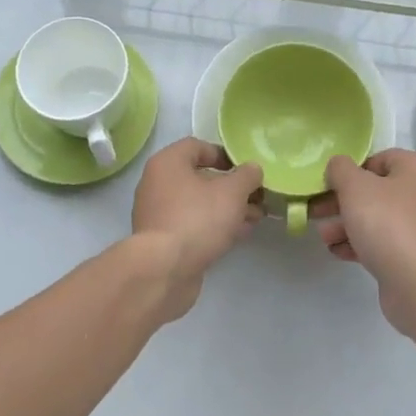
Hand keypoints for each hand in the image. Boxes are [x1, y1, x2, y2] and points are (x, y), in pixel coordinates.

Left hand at [130, 138, 264, 318]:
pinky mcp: (163, 239)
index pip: (197, 146)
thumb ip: (247, 176)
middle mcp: (158, 183)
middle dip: (232, 187)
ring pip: (199, 203)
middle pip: (200, 177)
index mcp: (168, 163)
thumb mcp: (232, 192)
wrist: (164, 270)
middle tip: (258, 197)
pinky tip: (239, 234)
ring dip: (227, 208)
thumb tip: (252, 169)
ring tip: (256, 217)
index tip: (246, 170)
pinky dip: (215, 225)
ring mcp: (158, 213)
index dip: (224, 155)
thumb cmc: (197, 219)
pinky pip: (193, 224)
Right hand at [314, 150, 415, 337]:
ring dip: (345, 224)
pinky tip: (337, 251)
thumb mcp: (355, 187)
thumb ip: (340, 169)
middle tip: (315, 210)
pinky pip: (381, 241)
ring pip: (375, 218)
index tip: (328, 184)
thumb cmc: (387, 224)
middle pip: (373, 190)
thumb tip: (338, 166)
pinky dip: (359, 243)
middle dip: (341, 201)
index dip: (351, 169)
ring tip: (324, 237)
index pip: (379, 159)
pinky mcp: (412, 254)